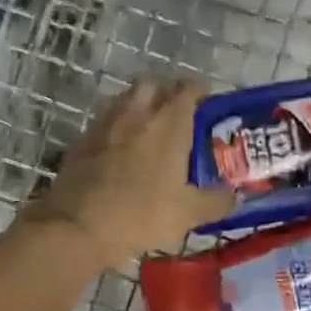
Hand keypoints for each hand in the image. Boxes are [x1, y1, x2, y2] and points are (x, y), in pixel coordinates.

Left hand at [23, 79, 235, 267]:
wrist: (76, 226)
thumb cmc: (140, 215)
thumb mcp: (188, 214)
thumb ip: (216, 201)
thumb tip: (234, 194)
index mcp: (168, 124)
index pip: (188, 89)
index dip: (200, 92)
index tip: (207, 105)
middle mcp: (136, 114)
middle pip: (151, 84)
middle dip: (164, 93)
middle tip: (175, 116)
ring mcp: (103, 125)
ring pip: (123, 101)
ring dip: (137, 108)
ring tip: (146, 132)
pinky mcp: (80, 142)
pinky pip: (102, 124)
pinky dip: (114, 130)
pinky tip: (117, 153)